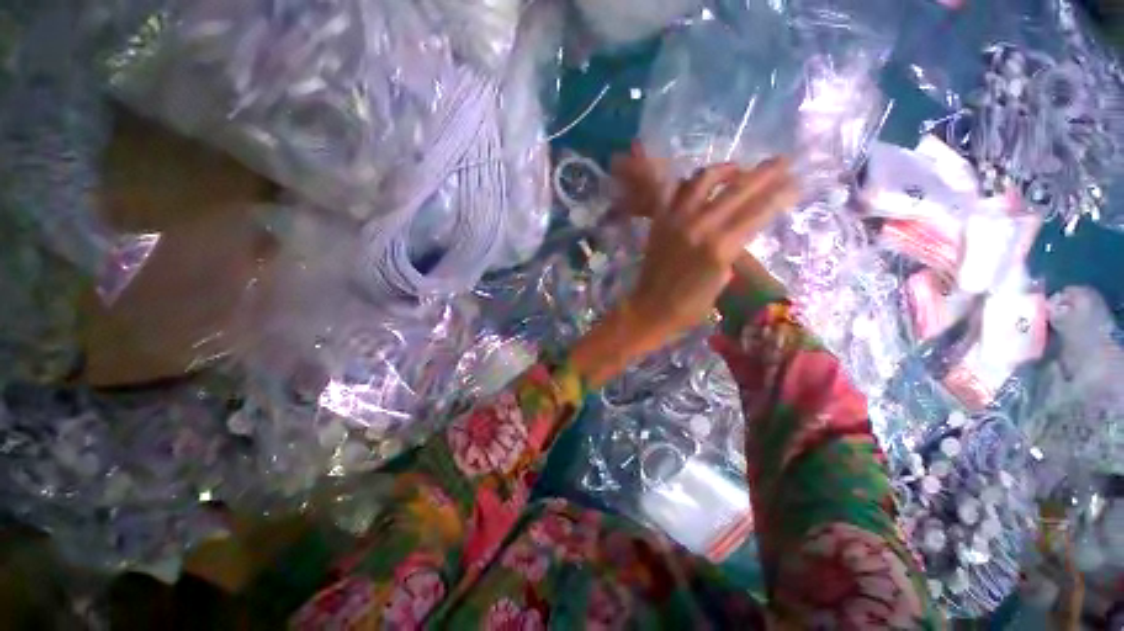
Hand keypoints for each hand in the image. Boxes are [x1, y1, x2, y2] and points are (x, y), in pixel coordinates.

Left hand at [615, 143, 785, 301]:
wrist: (651, 307)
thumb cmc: (691, 304)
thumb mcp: (723, 279)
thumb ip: (733, 248)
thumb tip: (742, 226)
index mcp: (721, 247)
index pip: (759, 211)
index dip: (781, 194)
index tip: (797, 183)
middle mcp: (700, 226)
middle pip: (739, 189)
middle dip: (766, 172)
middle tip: (782, 161)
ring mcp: (676, 220)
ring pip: (703, 179)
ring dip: (725, 169)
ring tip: (737, 171)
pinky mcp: (659, 221)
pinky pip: (671, 189)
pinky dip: (686, 183)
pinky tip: (696, 185)